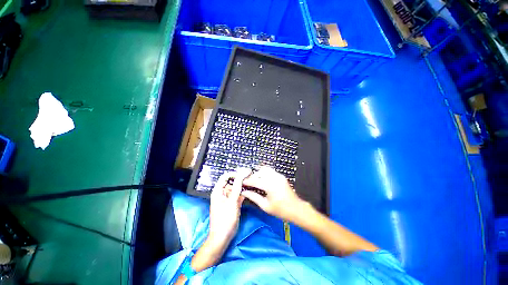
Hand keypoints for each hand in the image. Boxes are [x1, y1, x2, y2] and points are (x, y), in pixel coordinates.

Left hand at [208, 168, 250, 249]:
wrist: (222, 238)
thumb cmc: (225, 219)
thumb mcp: (232, 201)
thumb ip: (238, 186)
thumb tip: (243, 172)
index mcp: (218, 191)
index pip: (226, 176)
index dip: (235, 173)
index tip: (245, 173)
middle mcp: (221, 193)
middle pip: (231, 182)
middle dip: (240, 180)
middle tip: (250, 178)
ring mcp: (226, 199)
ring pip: (235, 189)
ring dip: (242, 187)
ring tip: (251, 184)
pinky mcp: (231, 204)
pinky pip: (237, 195)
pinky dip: (242, 194)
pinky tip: (249, 193)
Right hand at [241, 166, 304, 221]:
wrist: (296, 209)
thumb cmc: (280, 210)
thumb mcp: (265, 206)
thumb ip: (254, 197)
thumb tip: (244, 192)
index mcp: (270, 186)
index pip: (255, 180)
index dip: (247, 181)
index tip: (242, 182)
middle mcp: (274, 178)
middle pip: (259, 172)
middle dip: (252, 176)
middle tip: (247, 182)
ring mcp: (278, 175)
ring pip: (265, 169)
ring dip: (258, 173)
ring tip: (254, 180)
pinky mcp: (281, 176)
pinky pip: (270, 171)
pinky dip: (264, 173)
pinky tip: (261, 178)